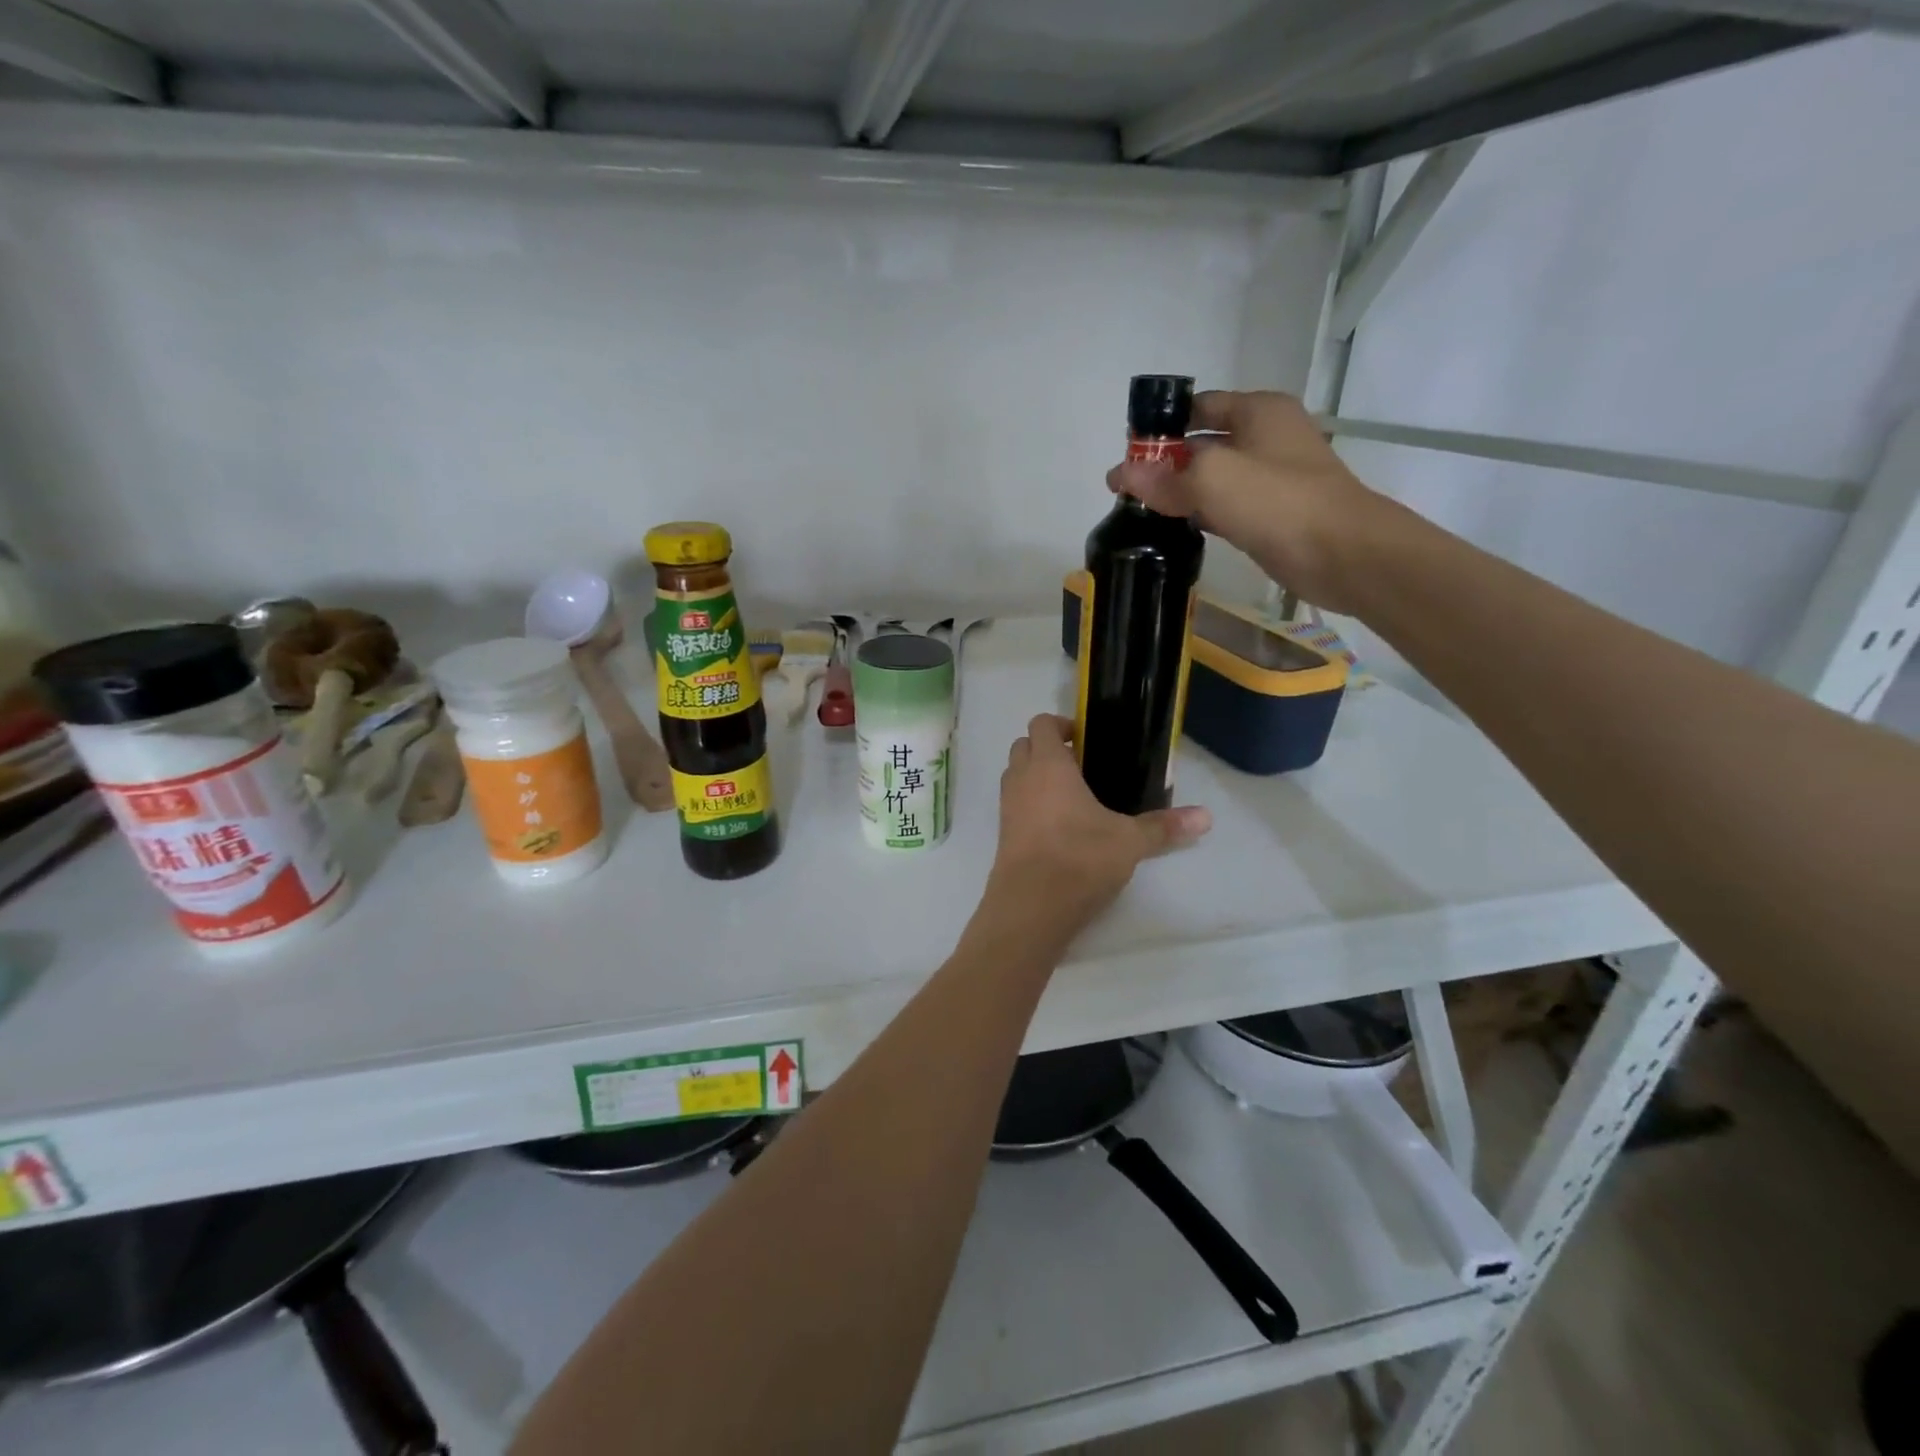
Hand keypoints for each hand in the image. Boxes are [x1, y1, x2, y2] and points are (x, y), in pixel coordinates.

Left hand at [979, 714, 1209, 943]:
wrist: (1031, 906)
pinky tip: (1060, 827)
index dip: (1061, 725)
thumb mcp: (1130, 841)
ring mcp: (1007, 808)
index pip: (1041, 724)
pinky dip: (1031, 804)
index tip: (1086, 740)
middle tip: (1082, 766)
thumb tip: (1206, 817)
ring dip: (1036, 776)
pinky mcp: (1003, 835)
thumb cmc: (1080, 858)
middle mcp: (1021, 779)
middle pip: (1023, 746)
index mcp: (1048, 766)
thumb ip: (1164, 826)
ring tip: (1073, 796)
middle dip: (1047, 748)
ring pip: (1015, 775)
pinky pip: (1014, 805)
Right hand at [1106, 390, 1399, 614]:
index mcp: (1259, 411)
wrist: (1341, 553)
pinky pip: (1225, 506)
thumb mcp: (1212, 479)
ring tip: (1141, 510)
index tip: (1127, 452)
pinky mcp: (1270, 514)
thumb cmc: (1278, 501)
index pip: (1198, 406)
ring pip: (1213, 478)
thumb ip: (1163, 476)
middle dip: (1166, 461)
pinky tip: (1173, 529)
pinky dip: (1200, 513)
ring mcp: (1271, 477)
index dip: (1161, 426)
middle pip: (1203, 443)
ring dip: (1181, 491)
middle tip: (1127, 487)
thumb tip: (1120, 474)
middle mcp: (1266, 437)